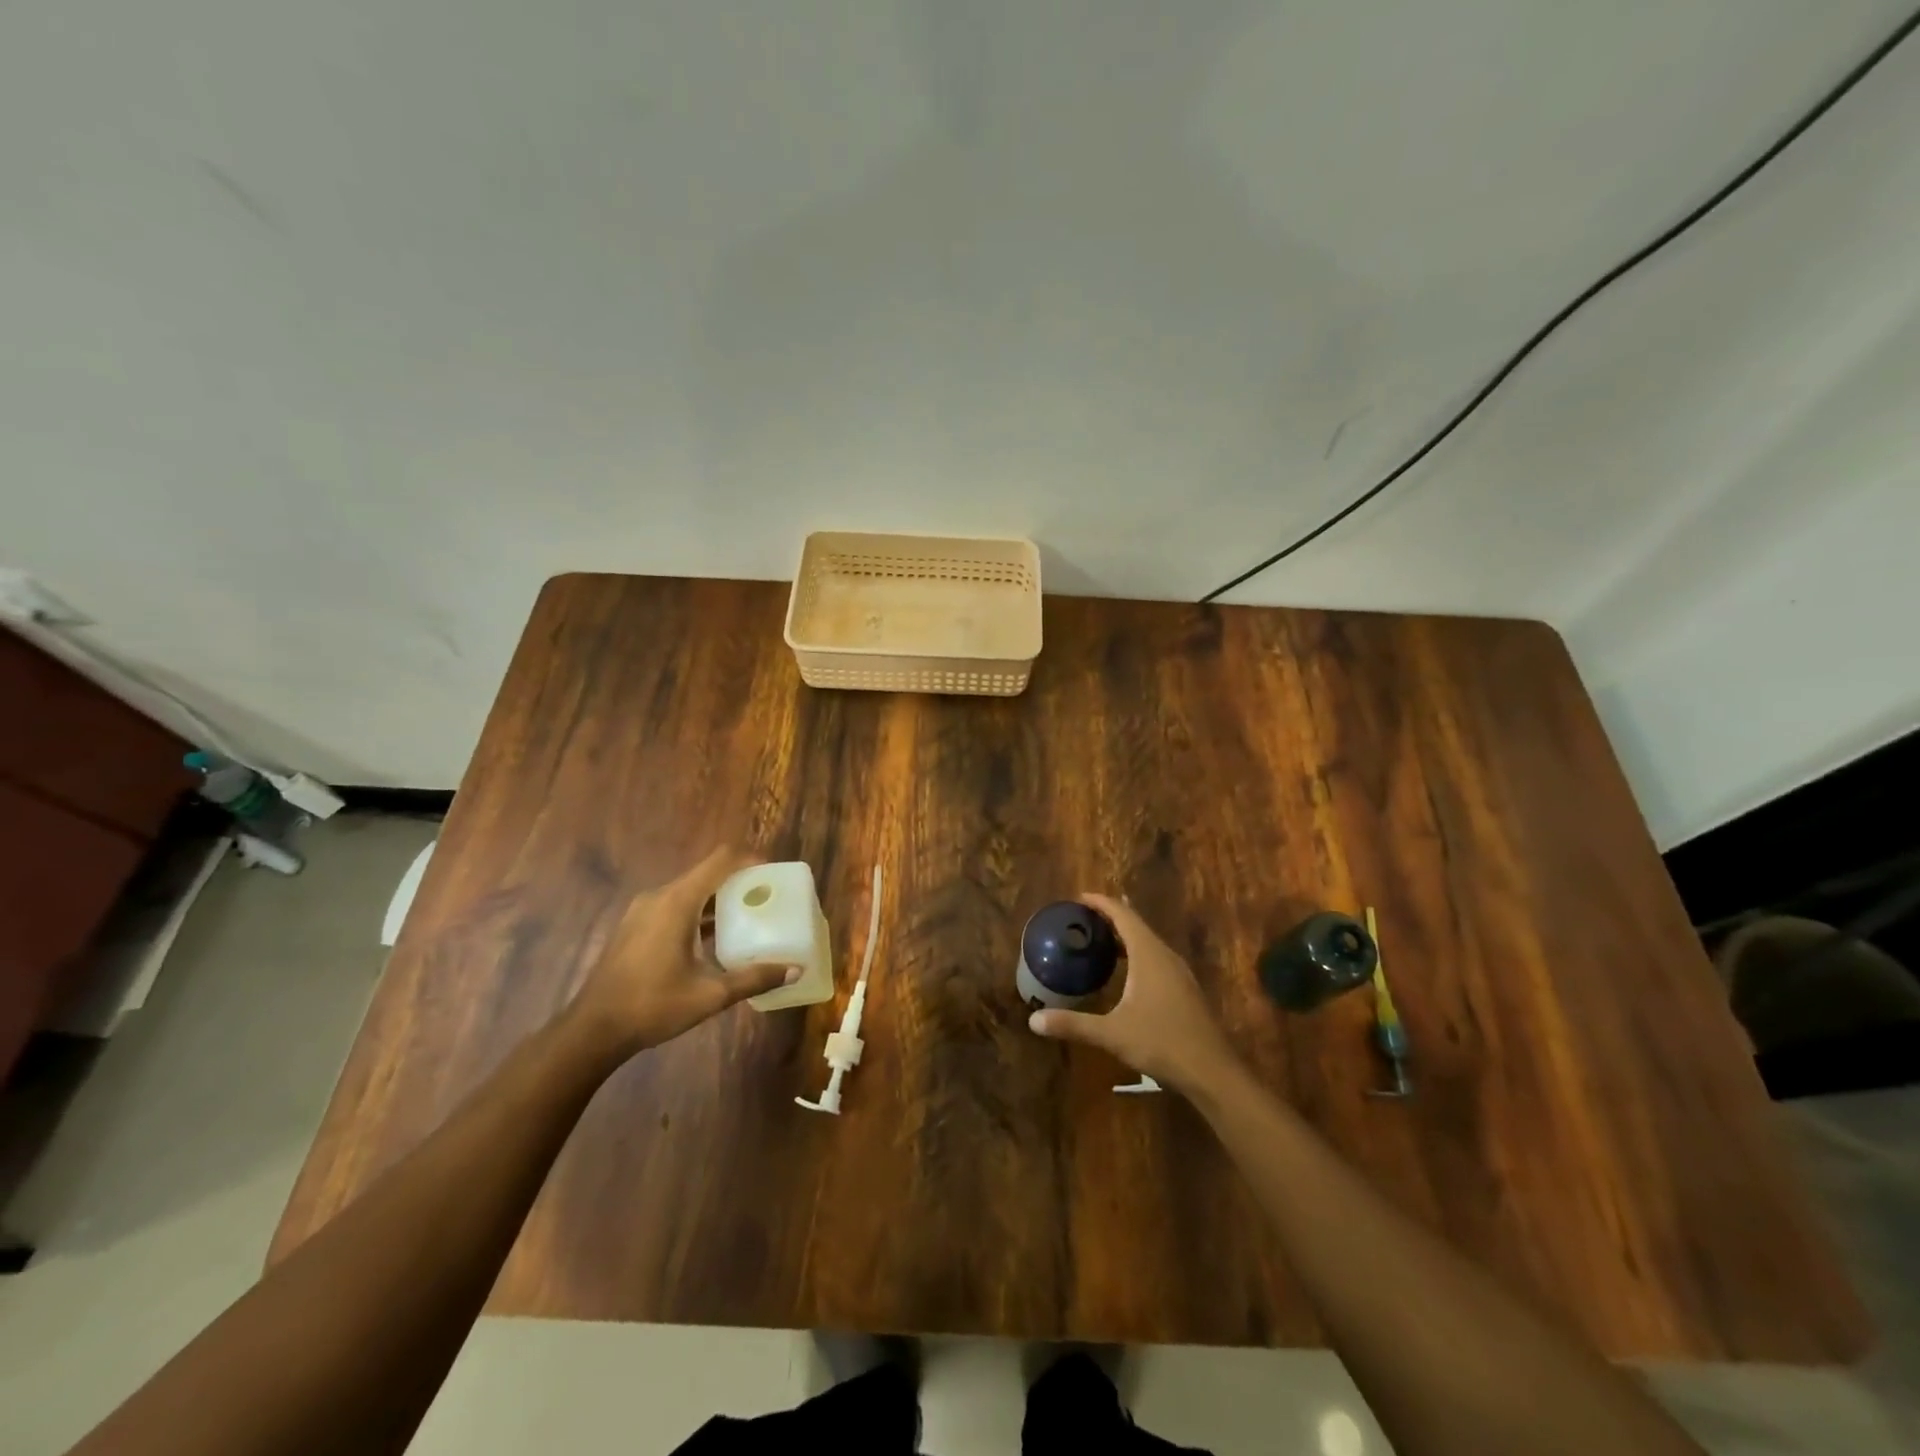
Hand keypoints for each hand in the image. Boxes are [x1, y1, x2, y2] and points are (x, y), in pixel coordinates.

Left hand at [570, 846, 795, 1055]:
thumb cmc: (652, 1006)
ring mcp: (642, 911)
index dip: (749, 860)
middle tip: (765, 900)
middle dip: (738, 882)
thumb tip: (795, 969)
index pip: (720, 860)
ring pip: (689, 891)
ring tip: (745, 919)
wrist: (593, 1030)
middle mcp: (659, 897)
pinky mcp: (634, 927)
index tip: (772, 874)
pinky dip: (697, 913)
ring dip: (717, 900)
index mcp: (678, 902)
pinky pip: (674, 906)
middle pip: (706, 874)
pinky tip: (712, 940)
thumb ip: (754, 978)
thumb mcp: (710, 995)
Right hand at [1027, 893, 1238, 1093]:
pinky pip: (1156, 959)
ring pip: (1148, 943)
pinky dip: (1136, 954)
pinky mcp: (1184, 990)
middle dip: (1110, 917)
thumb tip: (1033, 1020)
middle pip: (1136, 925)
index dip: (1101, 903)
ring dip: (1125, 937)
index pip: (1123, 915)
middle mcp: (1165, 956)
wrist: (1213, 1072)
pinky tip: (1126, 974)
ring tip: (1100, 940)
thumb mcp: (1112, 1034)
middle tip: (1083, 919)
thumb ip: (1073, 1024)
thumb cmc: (1162, 1042)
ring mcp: (1179, 973)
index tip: (1079, 898)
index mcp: (1148, 954)